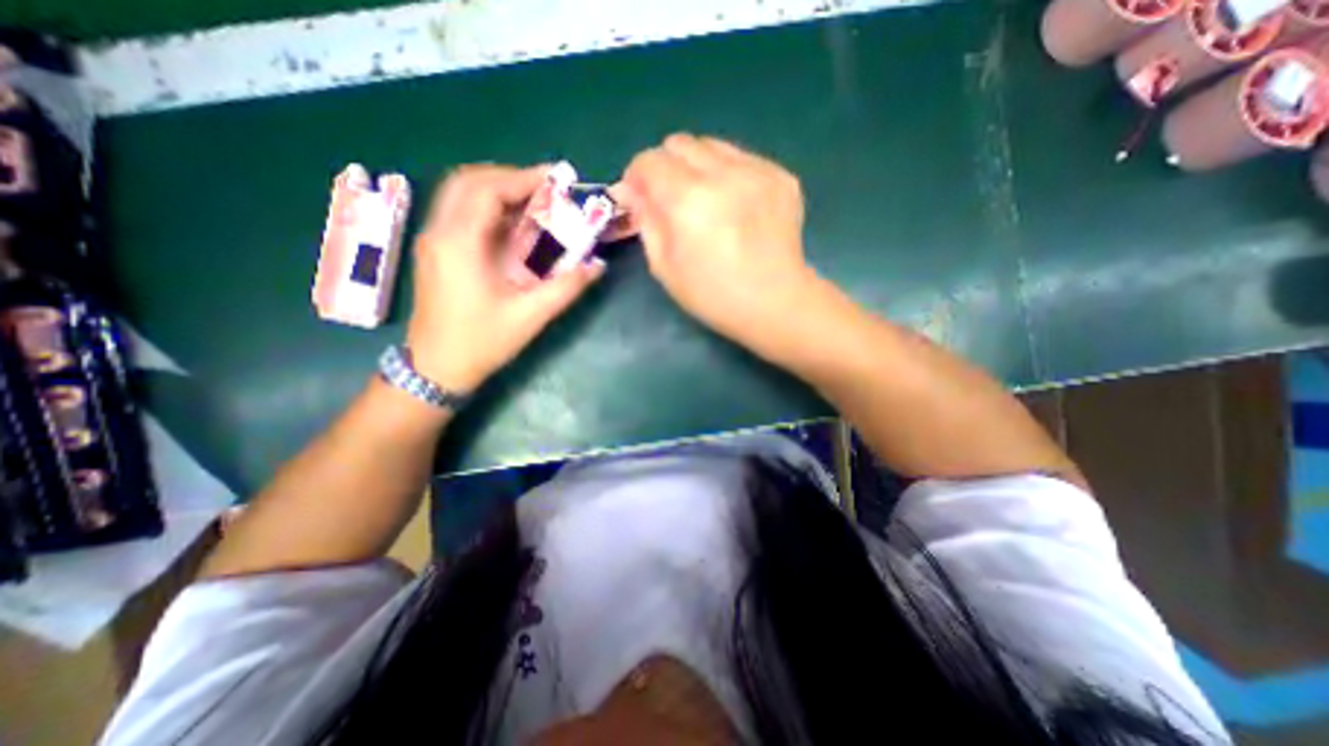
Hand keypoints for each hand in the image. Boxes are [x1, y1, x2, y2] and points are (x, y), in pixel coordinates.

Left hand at [408, 164, 607, 393]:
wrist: (436, 367)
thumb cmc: (482, 342)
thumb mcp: (530, 316)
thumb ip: (567, 287)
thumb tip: (598, 265)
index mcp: (459, 244)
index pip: (487, 190)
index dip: (522, 179)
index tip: (555, 180)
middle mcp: (439, 233)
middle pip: (467, 182)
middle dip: (508, 177)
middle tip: (545, 188)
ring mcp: (432, 241)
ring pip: (459, 194)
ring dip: (496, 189)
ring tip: (532, 200)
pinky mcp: (435, 252)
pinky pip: (458, 213)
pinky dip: (486, 207)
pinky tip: (511, 224)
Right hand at [614, 133, 820, 344]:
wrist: (775, 302)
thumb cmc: (714, 296)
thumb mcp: (665, 268)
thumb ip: (646, 222)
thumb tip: (634, 192)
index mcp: (688, 200)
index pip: (649, 161)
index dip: (636, 177)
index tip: (639, 196)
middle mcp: (723, 174)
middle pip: (680, 143)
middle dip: (666, 166)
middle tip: (670, 198)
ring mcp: (757, 171)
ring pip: (713, 145)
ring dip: (698, 167)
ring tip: (705, 200)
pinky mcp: (781, 176)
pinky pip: (743, 159)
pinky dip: (729, 175)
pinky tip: (736, 206)